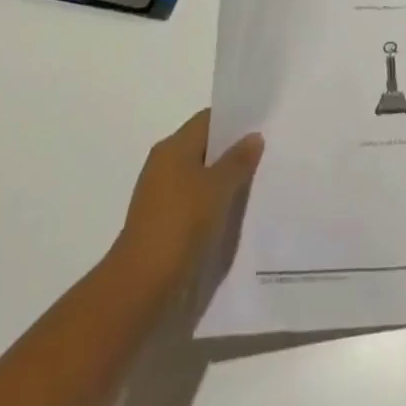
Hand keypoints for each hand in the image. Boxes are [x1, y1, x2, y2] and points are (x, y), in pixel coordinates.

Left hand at [107, 108, 262, 293]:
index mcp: (173, 146)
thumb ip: (239, 159)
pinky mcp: (161, 221)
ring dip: (223, 178)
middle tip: (264, 153)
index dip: (235, 120)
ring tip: (254, 182)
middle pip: (204, 146)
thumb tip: (253, 136)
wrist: (140, 286)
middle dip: (232, 150)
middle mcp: (163, 164)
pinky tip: (232, 210)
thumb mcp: (219, 187)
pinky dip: (211, 201)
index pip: (208, 119)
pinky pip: (193, 199)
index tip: (261, 125)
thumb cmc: (181, 223)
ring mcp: (159, 194)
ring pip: (199, 175)